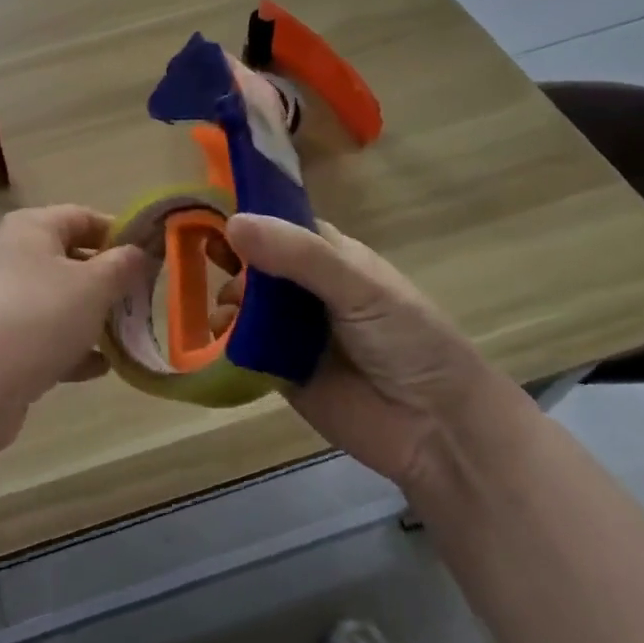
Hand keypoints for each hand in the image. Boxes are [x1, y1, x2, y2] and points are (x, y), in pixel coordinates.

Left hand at [0, 206, 145, 447]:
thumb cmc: (39, 316)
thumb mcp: (93, 286)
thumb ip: (122, 266)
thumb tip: (141, 252)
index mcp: (30, 228)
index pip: (83, 216)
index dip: (119, 232)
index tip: (153, 256)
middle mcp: (13, 257)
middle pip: (71, 259)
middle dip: (109, 279)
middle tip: (144, 298)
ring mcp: (5, 301)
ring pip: (60, 301)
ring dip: (94, 317)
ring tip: (128, 334)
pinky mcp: (2, 343)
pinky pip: (47, 337)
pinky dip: (73, 349)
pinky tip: (101, 367)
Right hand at [224, 214, 501, 491]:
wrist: (436, 430)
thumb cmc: (408, 340)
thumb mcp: (358, 286)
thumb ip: (298, 255)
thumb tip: (232, 223)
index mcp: (330, 257)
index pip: (280, 224)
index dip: (247, 217)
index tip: (207, 212)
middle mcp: (306, 288)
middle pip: (254, 263)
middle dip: (229, 260)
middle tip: (207, 262)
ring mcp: (290, 330)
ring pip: (243, 304)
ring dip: (227, 301)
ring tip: (228, 314)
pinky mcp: (277, 370)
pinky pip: (242, 347)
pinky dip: (226, 340)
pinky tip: (221, 338)